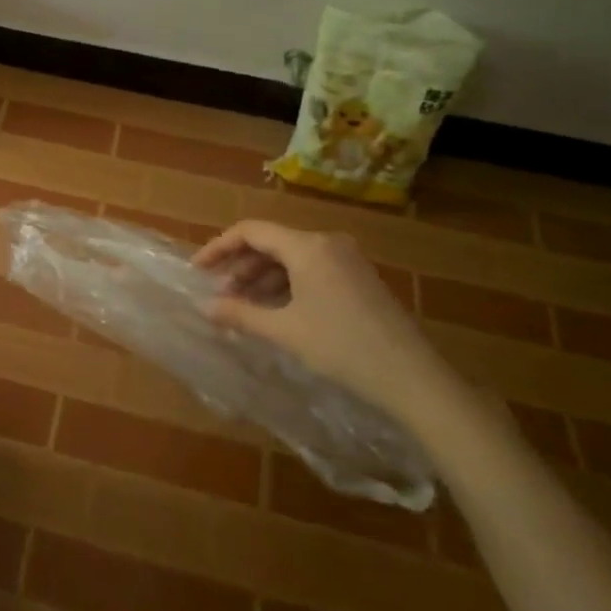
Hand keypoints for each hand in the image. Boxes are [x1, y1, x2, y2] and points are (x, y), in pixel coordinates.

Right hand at [194, 220, 458, 427]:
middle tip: (219, 293)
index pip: (251, 231)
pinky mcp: (358, 277)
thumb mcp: (285, 332)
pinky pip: (311, 269)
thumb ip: (241, 315)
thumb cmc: (342, 348)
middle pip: (271, 242)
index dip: (220, 247)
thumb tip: (205, 307)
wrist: (413, 378)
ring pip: (291, 257)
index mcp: (307, 246)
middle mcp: (327, 242)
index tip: (197, 269)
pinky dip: (287, 285)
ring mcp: (346, 259)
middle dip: (241, 266)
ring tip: (242, 306)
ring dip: (262, 278)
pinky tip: (275, 310)